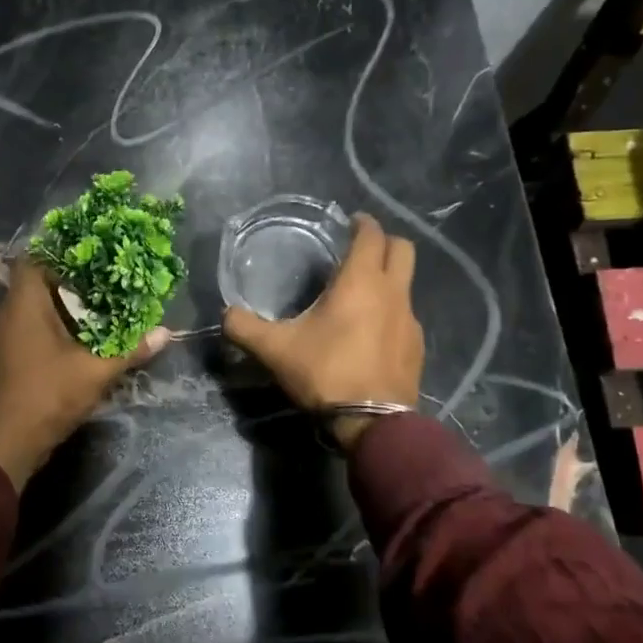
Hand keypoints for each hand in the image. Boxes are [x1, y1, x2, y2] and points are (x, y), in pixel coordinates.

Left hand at [0, 259, 169, 489]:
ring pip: (34, 308)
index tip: (93, 254)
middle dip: (71, 281)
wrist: (7, 441)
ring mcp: (5, 337)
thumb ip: (130, 350)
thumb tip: (165, 333)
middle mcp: (8, 314)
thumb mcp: (95, 371)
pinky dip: (54, 327)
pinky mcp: (8, 357)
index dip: (62, 252)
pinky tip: (83, 336)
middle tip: (106, 280)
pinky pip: (31, 329)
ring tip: (101, 305)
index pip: (35, 259)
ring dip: (64, 307)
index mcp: (23, 304)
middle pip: (37, 283)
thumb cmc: (48, 394)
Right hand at [222, 213, 422, 450]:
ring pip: (406, 283)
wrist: (373, 422)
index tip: (350, 221)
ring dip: (388, 278)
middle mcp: (392, 292)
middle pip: (402, 249)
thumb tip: (226, 314)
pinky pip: (405, 314)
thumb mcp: (275, 350)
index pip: (371, 235)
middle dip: (383, 241)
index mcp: (360, 282)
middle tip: (359, 248)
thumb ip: (245, 328)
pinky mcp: (417, 345)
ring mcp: (409, 319)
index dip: (362, 223)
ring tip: (360, 293)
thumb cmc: (325, 373)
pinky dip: (391, 311)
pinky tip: (370, 331)